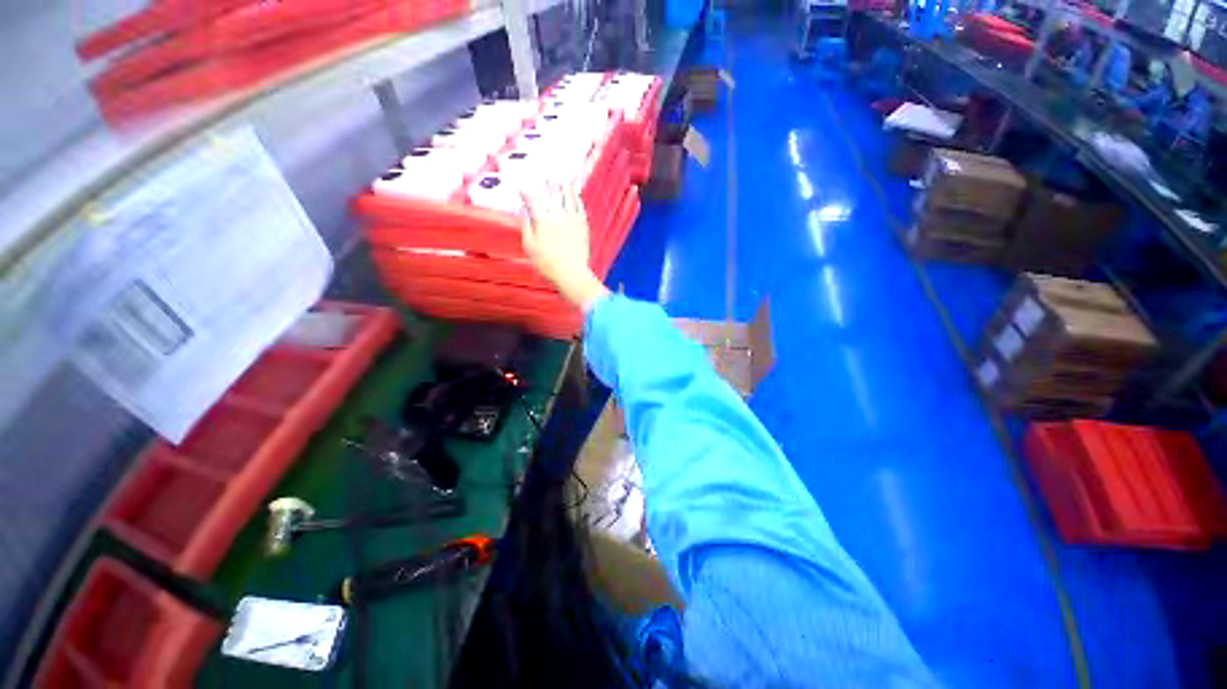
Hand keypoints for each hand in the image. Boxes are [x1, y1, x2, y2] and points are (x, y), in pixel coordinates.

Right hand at [522, 185, 608, 311]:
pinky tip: (575, 193)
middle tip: (543, 173)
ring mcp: (573, 218)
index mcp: (542, 219)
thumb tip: (526, 211)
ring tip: (560, 176)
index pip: (532, 197)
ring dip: (563, 184)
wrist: (572, 274)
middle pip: (551, 191)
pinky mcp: (583, 225)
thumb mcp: (529, 246)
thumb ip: (527, 226)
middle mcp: (558, 213)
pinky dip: (576, 197)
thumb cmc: (547, 263)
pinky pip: (580, 206)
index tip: (519, 184)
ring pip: (568, 195)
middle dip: (546, 181)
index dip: (525, 189)